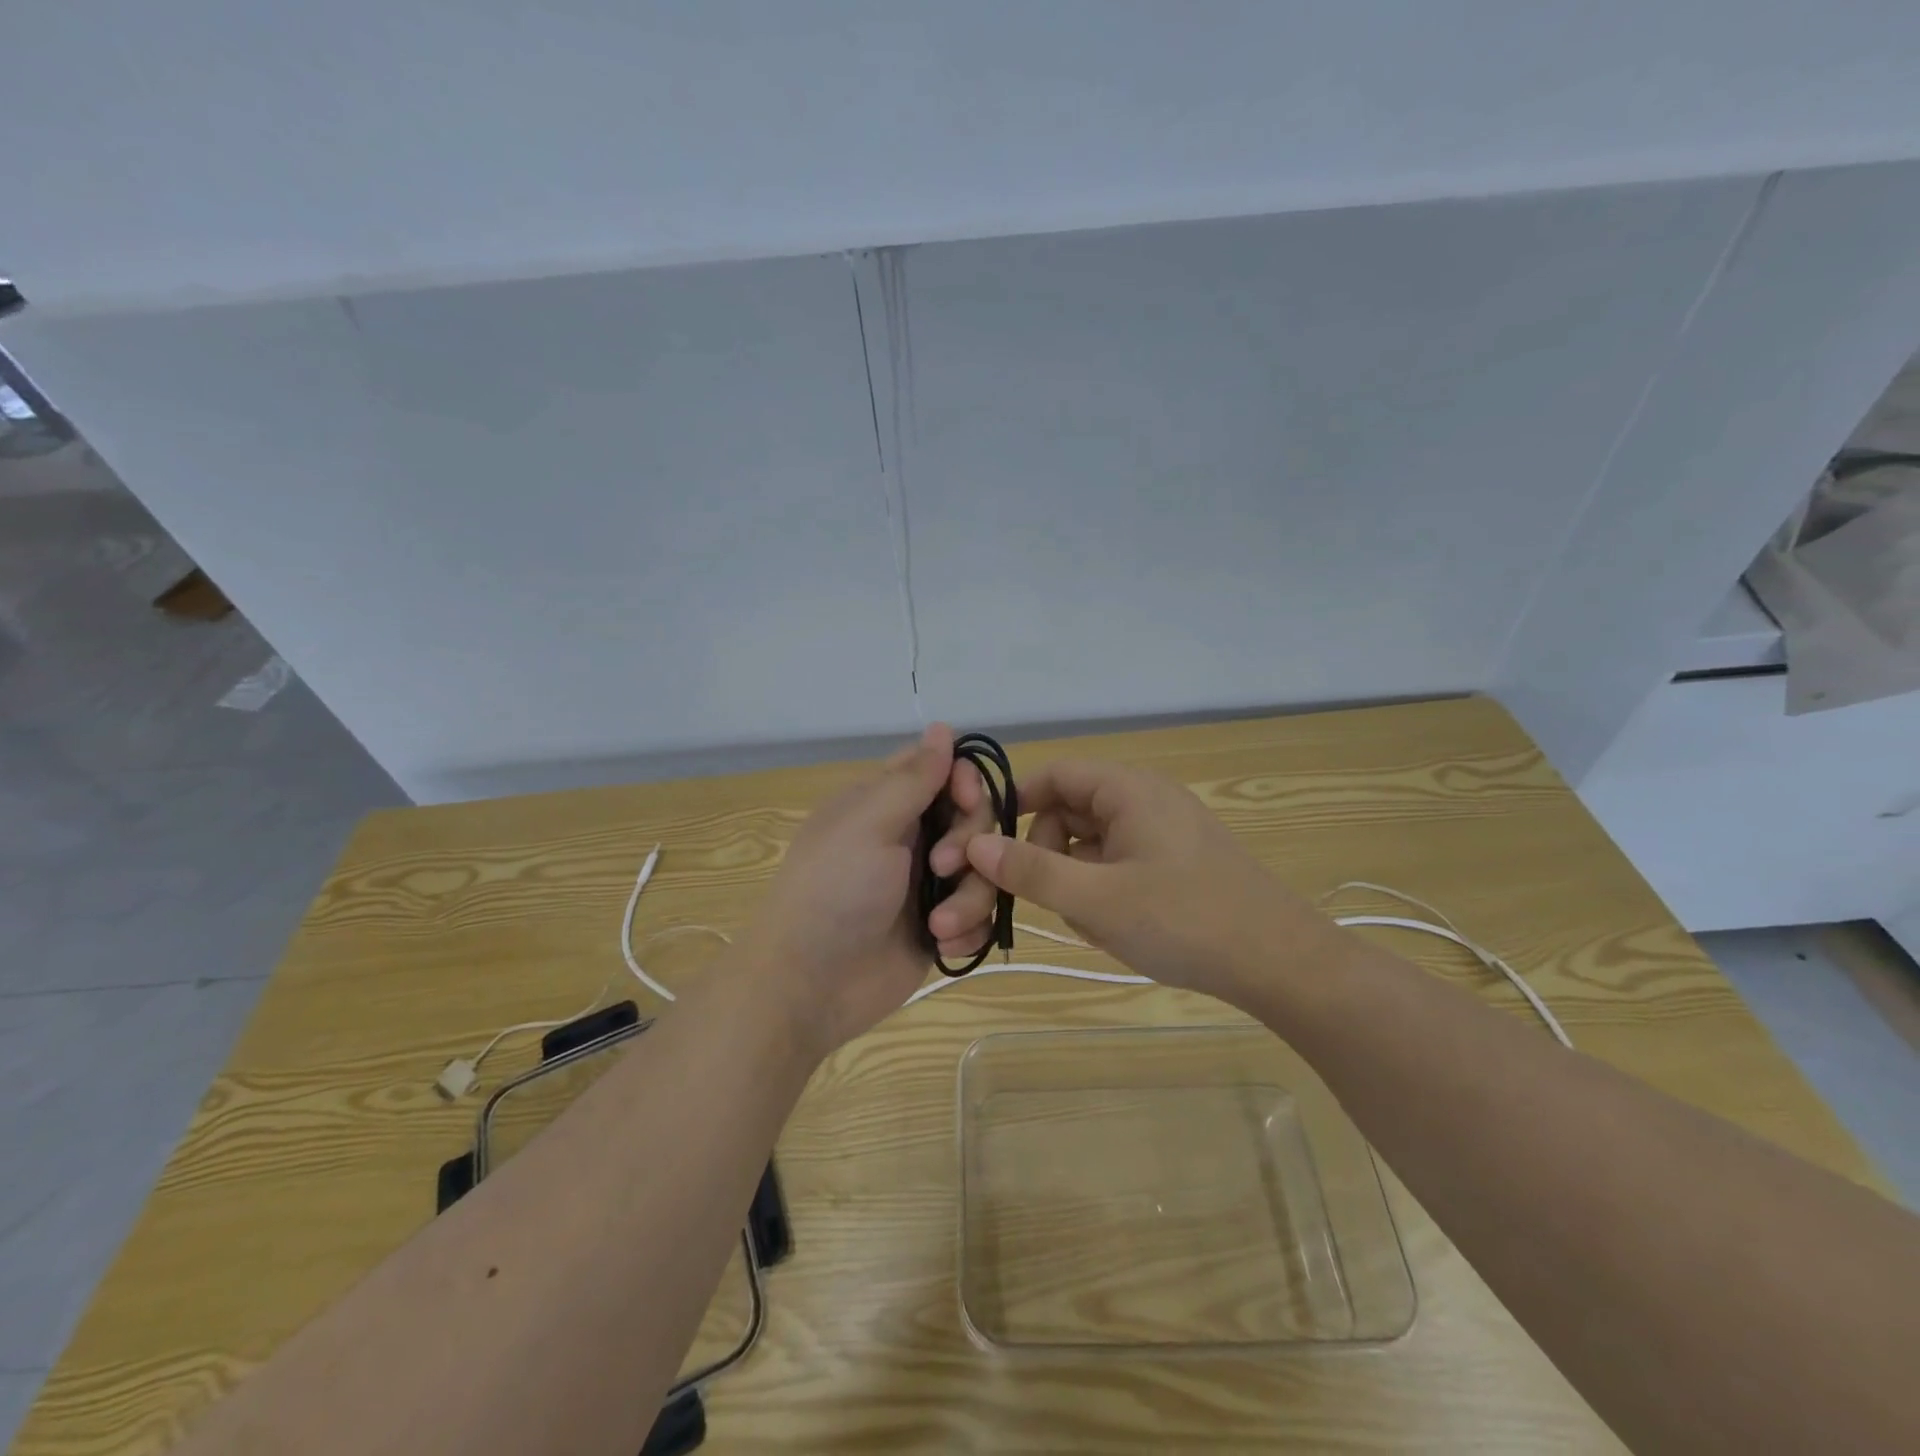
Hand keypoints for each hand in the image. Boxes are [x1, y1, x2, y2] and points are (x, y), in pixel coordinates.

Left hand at [742, 723, 975, 1054]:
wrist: (808, 986)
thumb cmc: (833, 891)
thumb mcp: (869, 824)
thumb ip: (913, 777)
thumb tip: (942, 726)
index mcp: (885, 804)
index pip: (942, 770)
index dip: (964, 781)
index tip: (966, 802)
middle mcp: (909, 838)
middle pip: (973, 820)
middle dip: (968, 844)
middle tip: (941, 868)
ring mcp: (926, 885)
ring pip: (983, 871)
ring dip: (969, 897)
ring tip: (938, 926)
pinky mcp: (938, 928)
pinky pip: (979, 916)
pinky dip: (968, 930)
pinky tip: (943, 944)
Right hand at [963, 759, 1333, 1003]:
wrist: (1281, 963)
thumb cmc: (1183, 920)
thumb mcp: (1096, 899)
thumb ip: (1030, 871)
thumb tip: (974, 844)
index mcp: (1128, 789)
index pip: (1054, 775)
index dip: (1015, 802)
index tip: (986, 843)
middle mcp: (1146, 798)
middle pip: (1071, 810)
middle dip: (1048, 853)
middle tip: (1048, 899)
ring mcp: (1164, 831)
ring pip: (1093, 843)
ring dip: (1076, 878)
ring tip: (1091, 923)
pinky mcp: (1177, 861)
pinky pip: (1120, 862)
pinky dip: (1104, 889)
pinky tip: (1116, 927)